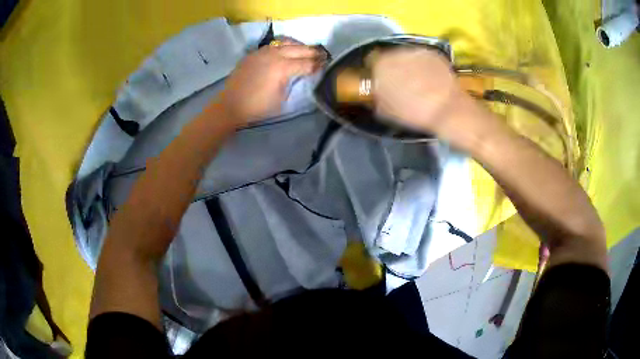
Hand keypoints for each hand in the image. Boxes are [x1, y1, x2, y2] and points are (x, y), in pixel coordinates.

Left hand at [220, 42, 324, 124]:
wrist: (230, 106)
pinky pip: (273, 46)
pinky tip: (285, 52)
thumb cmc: (258, 107)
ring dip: (299, 46)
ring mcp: (262, 52)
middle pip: (299, 49)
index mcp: (283, 68)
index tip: (327, 65)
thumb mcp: (282, 99)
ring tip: (305, 51)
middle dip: (313, 52)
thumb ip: (293, 83)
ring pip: (286, 43)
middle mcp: (274, 55)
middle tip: (323, 55)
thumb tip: (301, 75)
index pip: (307, 63)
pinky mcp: (254, 53)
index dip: (319, 64)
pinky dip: (283, 47)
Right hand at [372, 48, 471, 134]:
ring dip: (410, 65)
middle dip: (395, 68)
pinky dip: (425, 66)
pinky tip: (431, 79)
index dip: (377, 73)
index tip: (382, 82)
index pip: (373, 63)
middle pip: (391, 57)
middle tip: (401, 83)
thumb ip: (378, 96)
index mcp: (381, 65)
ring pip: (408, 56)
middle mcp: (397, 53)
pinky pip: (424, 58)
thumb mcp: (386, 111)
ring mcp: (416, 51)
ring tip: (418, 81)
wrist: (446, 109)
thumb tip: (378, 92)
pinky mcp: (433, 54)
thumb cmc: (413, 112)